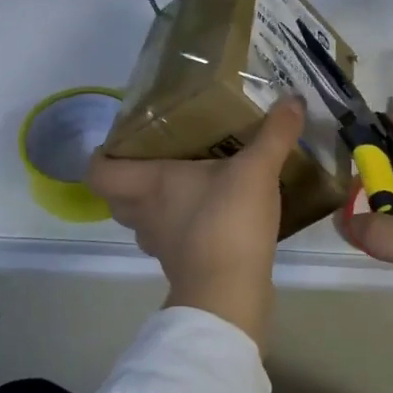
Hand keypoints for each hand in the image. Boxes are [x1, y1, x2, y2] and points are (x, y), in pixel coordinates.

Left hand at [87, 97, 304, 345]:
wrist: (230, 293)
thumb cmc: (227, 222)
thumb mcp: (256, 170)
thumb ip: (274, 134)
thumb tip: (294, 99)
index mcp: (149, 184)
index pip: (99, 171)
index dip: (103, 156)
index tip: (123, 142)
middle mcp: (145, 214)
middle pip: (118, 198)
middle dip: (132, 180)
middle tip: (162, 159)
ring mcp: (161, 245)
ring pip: (145, 221)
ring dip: (159, 206)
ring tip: (190, 186)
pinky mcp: (182, 266)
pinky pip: (173, 240)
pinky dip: (185, 228)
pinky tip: (214, 215)